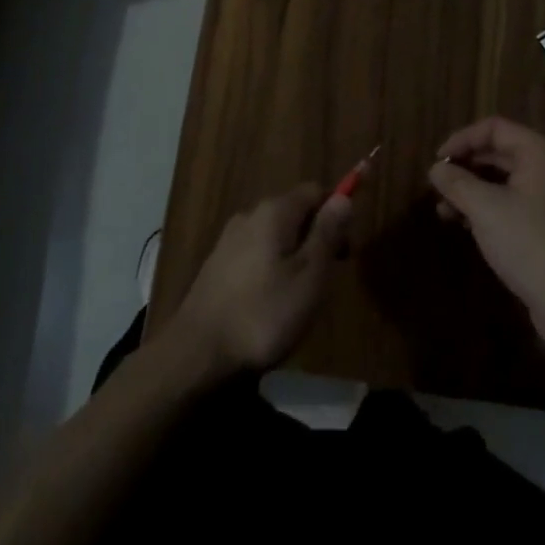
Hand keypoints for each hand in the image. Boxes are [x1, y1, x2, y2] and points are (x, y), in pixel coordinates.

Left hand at [170, 184, 352, 379]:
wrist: (198, 353)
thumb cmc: (264, 314)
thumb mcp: (310, 276)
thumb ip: (327, 233)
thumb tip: (344, 197)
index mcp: (274, 211)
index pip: (315, 191)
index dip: (336, 213)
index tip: (346, 250)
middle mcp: (250, 214)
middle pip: (294, 211)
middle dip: (316, 236)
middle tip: (327, 279)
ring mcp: (229, 239)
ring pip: (275, 235)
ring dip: (294, 254)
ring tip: (301, 296)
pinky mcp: (217, 264)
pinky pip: (256, 253)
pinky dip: (272, 267)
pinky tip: (271, 302)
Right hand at [428, 117, 544, 349]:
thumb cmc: (529, 244)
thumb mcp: (485, 209)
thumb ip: (456, 183)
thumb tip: (436, 168)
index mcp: (540, 152)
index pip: (494, 128)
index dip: (461, 139)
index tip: (437, 161)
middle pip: (498, 152)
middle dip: (465, 167)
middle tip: (437, 185)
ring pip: (503, 180)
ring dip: (472, 190)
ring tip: (444, 210)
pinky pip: (512, 203)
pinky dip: (487, 208)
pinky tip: (465, 225)